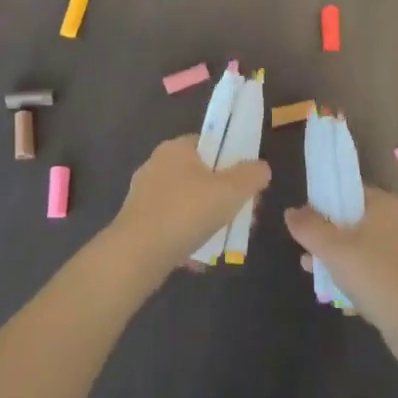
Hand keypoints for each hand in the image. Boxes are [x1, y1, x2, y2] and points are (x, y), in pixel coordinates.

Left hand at [109, 135, 269, 285]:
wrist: (136, 255)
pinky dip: (189, 233)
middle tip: (244, 216)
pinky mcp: (138, 221)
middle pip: (203, 174)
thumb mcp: (231, 191)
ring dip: (210, 217)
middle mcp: (157, 164)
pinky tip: (202, 253)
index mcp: (176, 148)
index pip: (212, 143)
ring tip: (227, 238)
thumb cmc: (186, 212)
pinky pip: (173, 222)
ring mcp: (145, 194)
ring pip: (189, 201)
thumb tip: (261, 168)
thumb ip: (252, 175)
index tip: (248, 184)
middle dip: (226, 195)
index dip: (234, 160)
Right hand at [285, 189, 397, 389]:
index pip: (350, 191)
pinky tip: (340, 298)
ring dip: (339, 261)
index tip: (305, 221)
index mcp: (385, 205)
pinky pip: (375, 272)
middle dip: (328, 237)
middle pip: (354, 222)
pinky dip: (357, 280)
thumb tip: (291, 212)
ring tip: (314, 276)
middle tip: (306, 252)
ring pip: (363, 249)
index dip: (325, 202)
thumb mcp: (333, 249)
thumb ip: (309, 228)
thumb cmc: (374, 274)